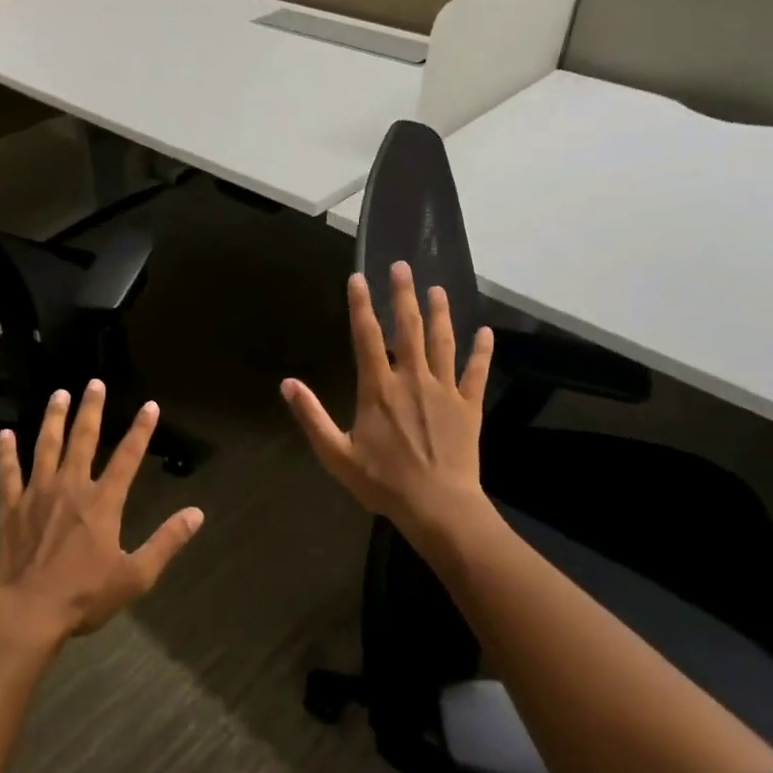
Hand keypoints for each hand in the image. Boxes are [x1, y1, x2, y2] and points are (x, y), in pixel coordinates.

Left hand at [0, 380, 203, 648]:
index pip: (128, 458)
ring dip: (53, 419)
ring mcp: (37, 494)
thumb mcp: (136, 575)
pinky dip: (6, 453)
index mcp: (102, 502)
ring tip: (57, 394)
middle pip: (82, 440)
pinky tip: (4, 435)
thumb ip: (166, 542)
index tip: (150, 406)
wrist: (27, 611)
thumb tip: (197, 514)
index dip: (141, 430)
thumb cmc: (84, 595)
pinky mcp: (10, 507)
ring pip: (45, 447)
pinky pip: (8, 473)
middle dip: (90, 410)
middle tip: (94, 383)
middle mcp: (70, 488)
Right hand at [282, 261, 493, 539]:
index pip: (367, 337)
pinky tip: (485, 331)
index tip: (358, 278)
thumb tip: (287, 384)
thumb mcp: (336, 454)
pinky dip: (481, 351)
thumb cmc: (383, 482)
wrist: (437, 506)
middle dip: (403, 294)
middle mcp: (412, 379)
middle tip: (402, 266)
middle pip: (408, 328)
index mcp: (378, 389)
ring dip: (439, 313)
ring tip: (437, 288)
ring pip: (443, 342)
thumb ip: (311, 416)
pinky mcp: (469, 406)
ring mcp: (444, 391)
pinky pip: (476, 372)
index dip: (361, 305)